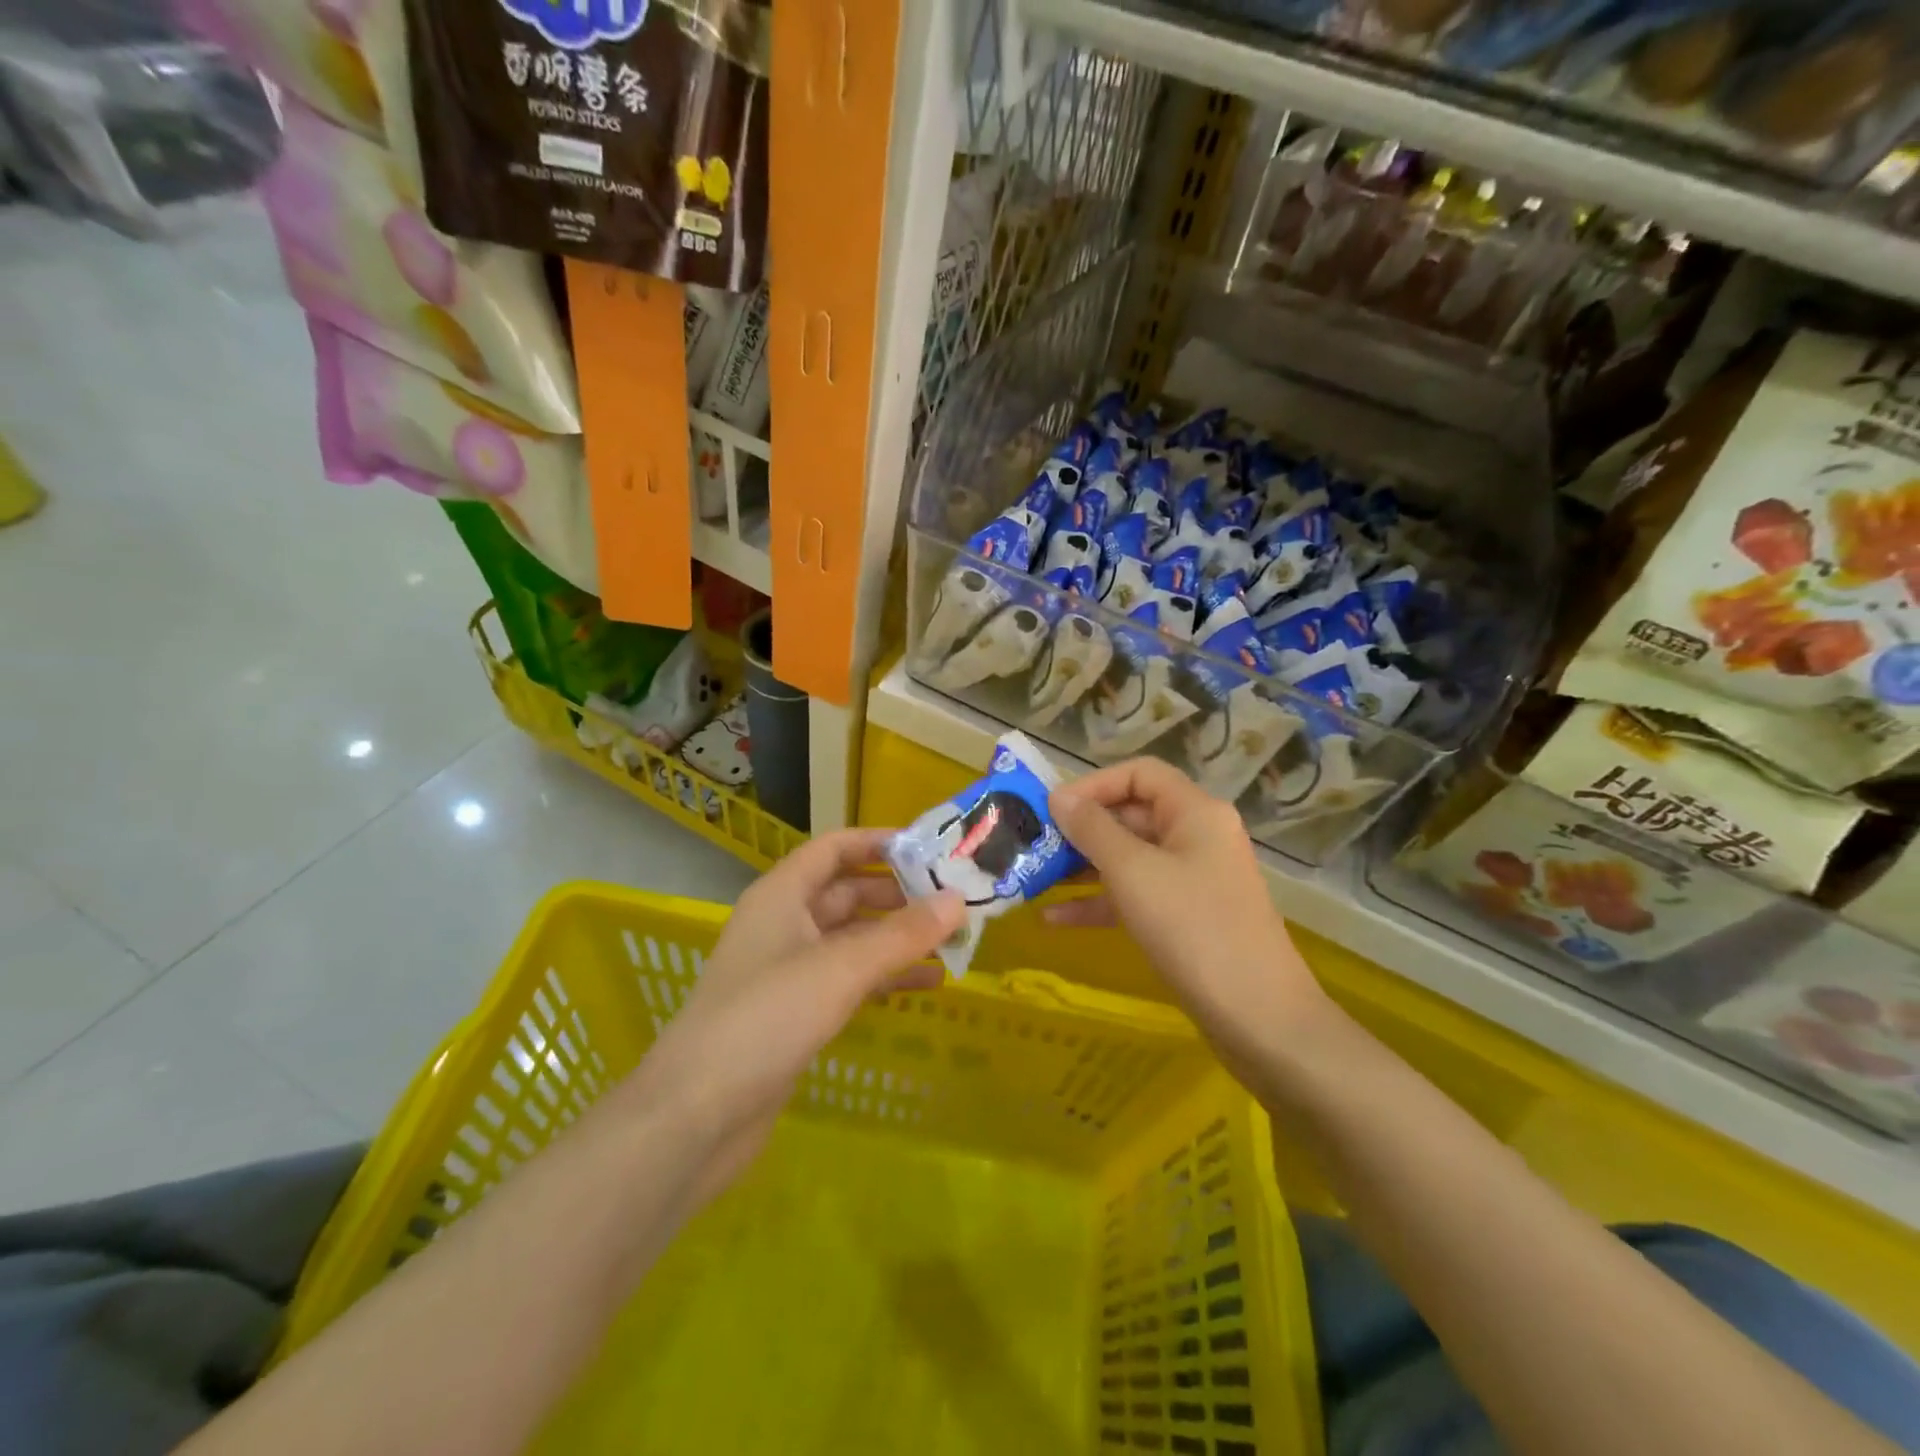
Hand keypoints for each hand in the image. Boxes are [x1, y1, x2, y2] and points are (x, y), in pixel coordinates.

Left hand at [626, 829, 962, 1201]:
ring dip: (897, 938)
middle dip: (899, 894)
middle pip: (848, 893)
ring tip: (952, 940)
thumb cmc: (766, 1019)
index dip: (878, 842)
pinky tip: (927, 985)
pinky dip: (885, 977)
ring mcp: (789, 970)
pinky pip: (849, 979)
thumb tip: (957, 900)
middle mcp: (785, 924)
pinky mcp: (796, 1013)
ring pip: (853, 939)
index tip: (930, 849)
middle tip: (954, 899)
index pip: (834, 849)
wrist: (696, 1115)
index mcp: (782, 895)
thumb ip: (902, 934)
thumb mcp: (840, 968)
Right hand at [1045, 758, 1327, 1072]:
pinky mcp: (1186, 917)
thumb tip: (1060, 796)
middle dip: (1081, 829)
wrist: (1258, 1017)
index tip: (1052, 808)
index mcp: (1195, 812)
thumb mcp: (1133, 872)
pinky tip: (1054, 919)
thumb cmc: (1193, 929)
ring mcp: (1193, 879)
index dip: (1094, 784)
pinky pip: (1136, 895)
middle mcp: (1196, 836)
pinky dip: (1099, 902)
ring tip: (1035, 878)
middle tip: (1035, 844)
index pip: (1139, 774)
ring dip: (1083, 867)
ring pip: (1129, 858)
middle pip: (1131, 814)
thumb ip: (1093, 829)